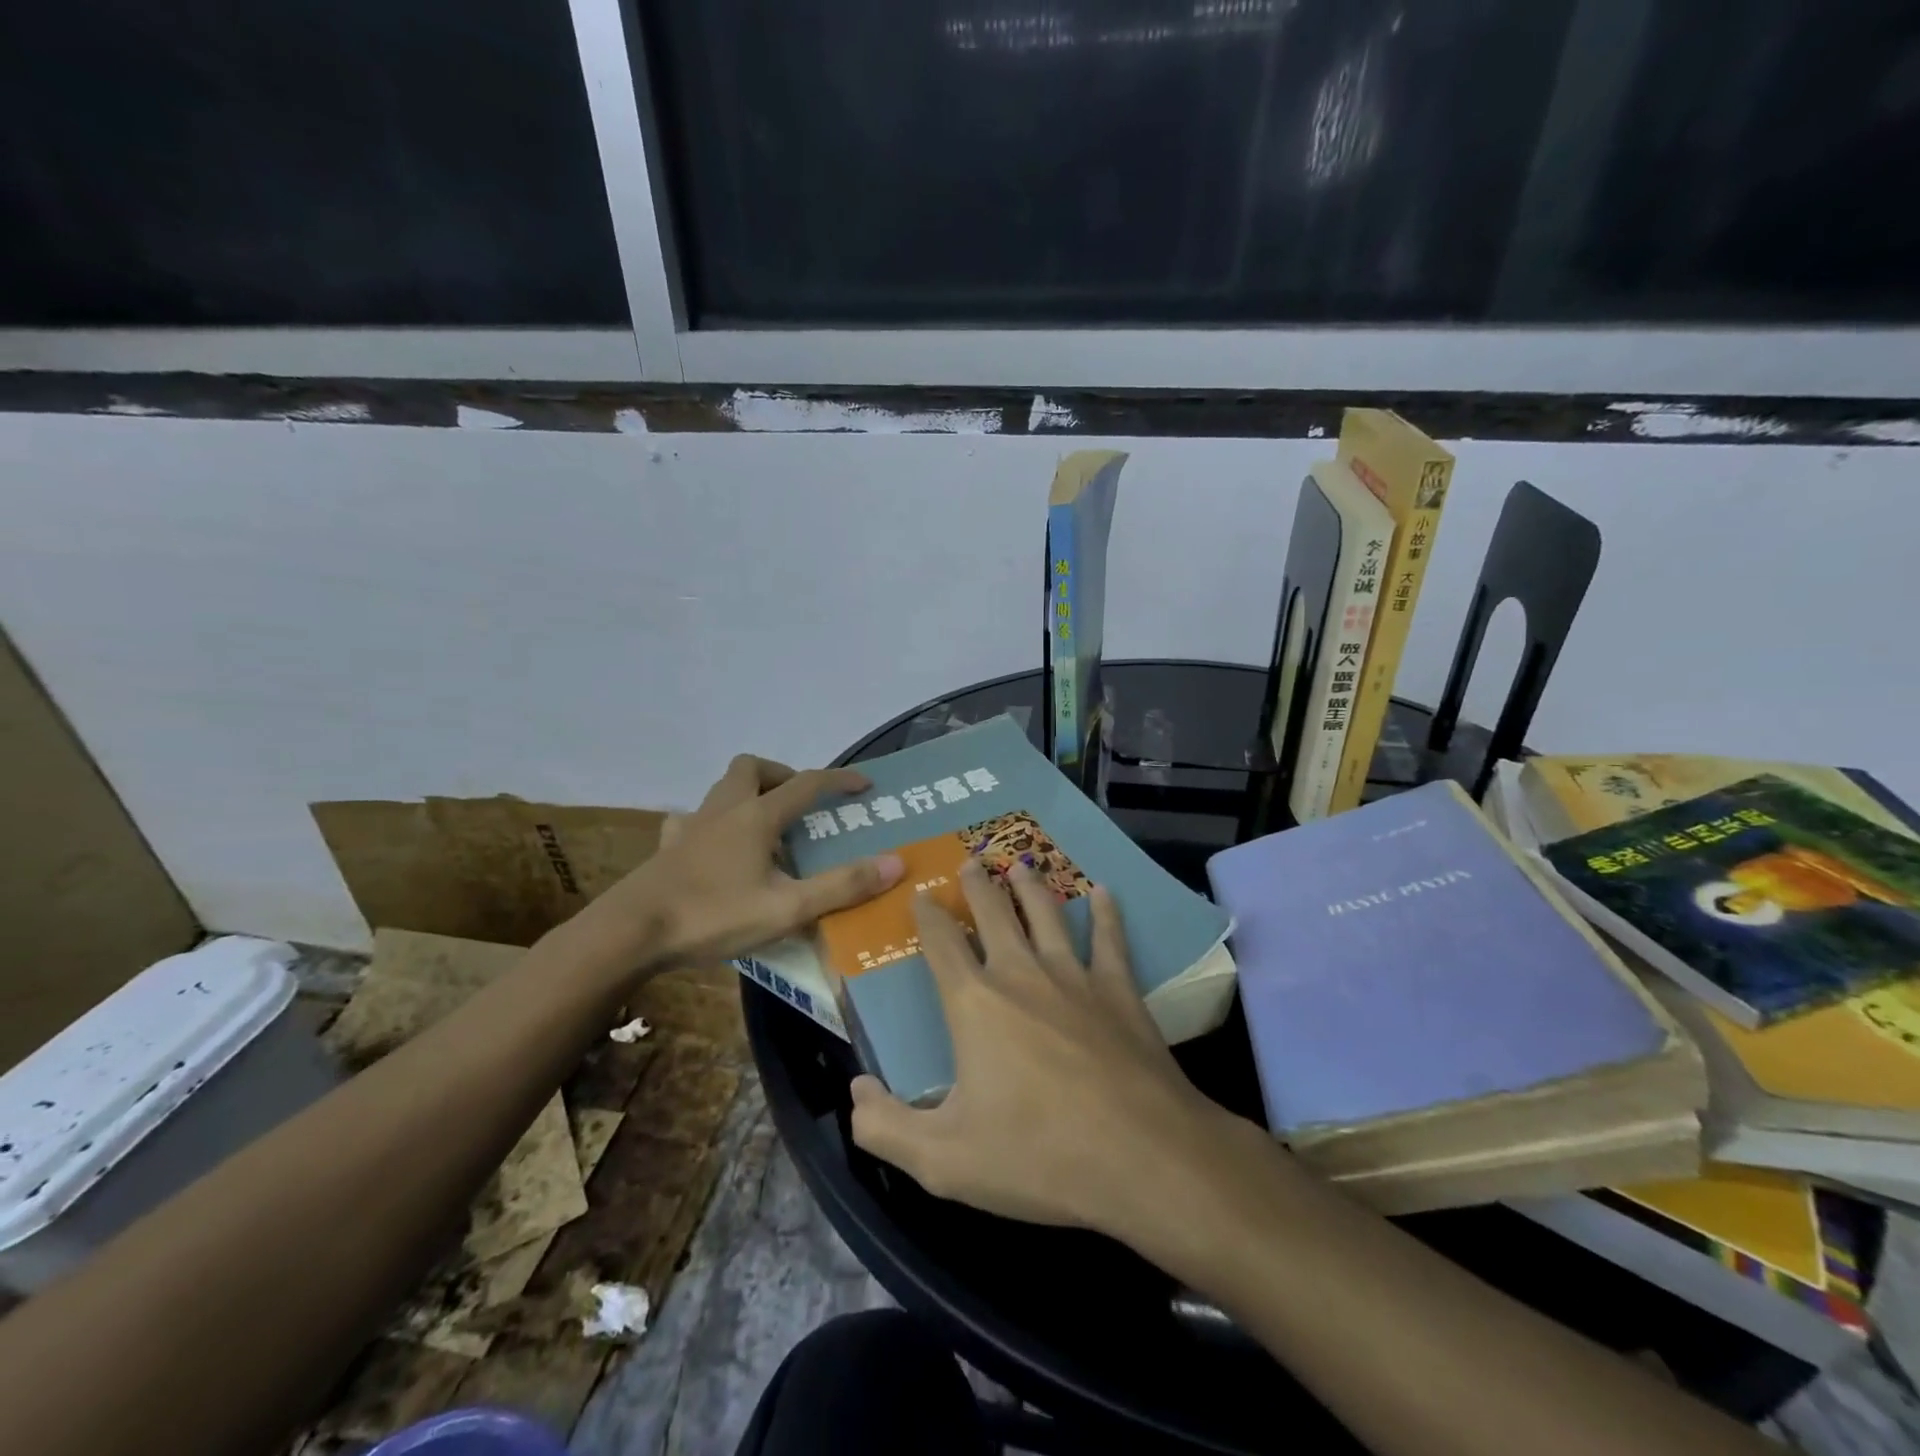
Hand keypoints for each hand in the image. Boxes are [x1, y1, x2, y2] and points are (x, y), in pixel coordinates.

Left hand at [573, 754, 904, 969]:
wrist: (631, 932)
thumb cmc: (713, 916)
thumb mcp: (787, 908)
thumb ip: (842, 886)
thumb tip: (896, 863)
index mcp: (757, 817)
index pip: (807, 784)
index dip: (839, 780)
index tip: (864, 784)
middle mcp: (725, 809)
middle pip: (754, 768)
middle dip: (783, 775)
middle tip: (800, 803)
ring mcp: (692, 825)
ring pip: (723, 788)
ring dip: (749, 793)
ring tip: (766, 826)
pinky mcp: (668, 847)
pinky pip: (693, 819)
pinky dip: (712, 823)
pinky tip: (716, 848)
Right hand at [848, 858, 1251, 1248]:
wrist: (1141, 1158)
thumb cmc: (1037, 1156)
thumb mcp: (943, 1160)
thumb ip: (885, 1127)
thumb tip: (855, 1092)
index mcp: (974, 1003)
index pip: (941, 943)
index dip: (927, 915)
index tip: (920, 894)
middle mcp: (1021, 973)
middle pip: (994, 913)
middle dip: (977, 885)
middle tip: (970, 860)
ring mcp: (1074, 976)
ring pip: (1046, 914)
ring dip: (1030, 885)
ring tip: (1020, 864)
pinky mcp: (1119, 990)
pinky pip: (1109, 939)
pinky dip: (1106, 912)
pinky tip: (1103, 891)